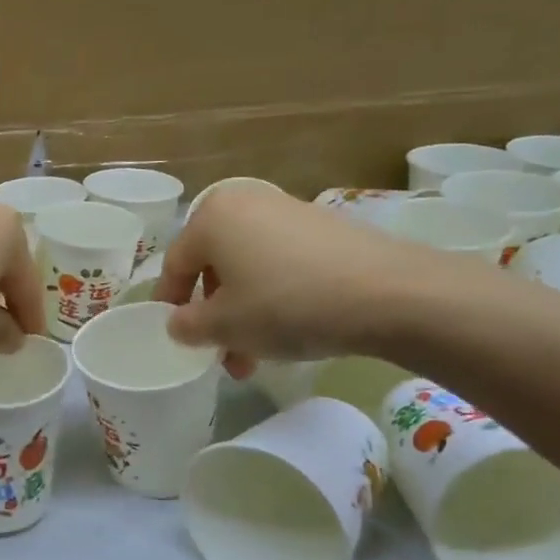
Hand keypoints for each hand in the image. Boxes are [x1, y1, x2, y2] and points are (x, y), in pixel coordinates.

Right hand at [156, 183, 444, 374]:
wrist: (389, 293)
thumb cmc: (286, 304)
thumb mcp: (225, 326)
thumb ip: (188, 325)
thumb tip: (178, 323)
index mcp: (211, 216)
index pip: (174, 264)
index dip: (169, 304)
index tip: (174, 336)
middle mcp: (245, 203)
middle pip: (214, 266)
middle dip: (214, 314)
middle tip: (221, 352)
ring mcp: (289, 211)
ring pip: (249, 268)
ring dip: (244, 312)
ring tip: (256, 356)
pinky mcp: (325, 228)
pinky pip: (282, 263)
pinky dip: (275, 295)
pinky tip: (291, 330)